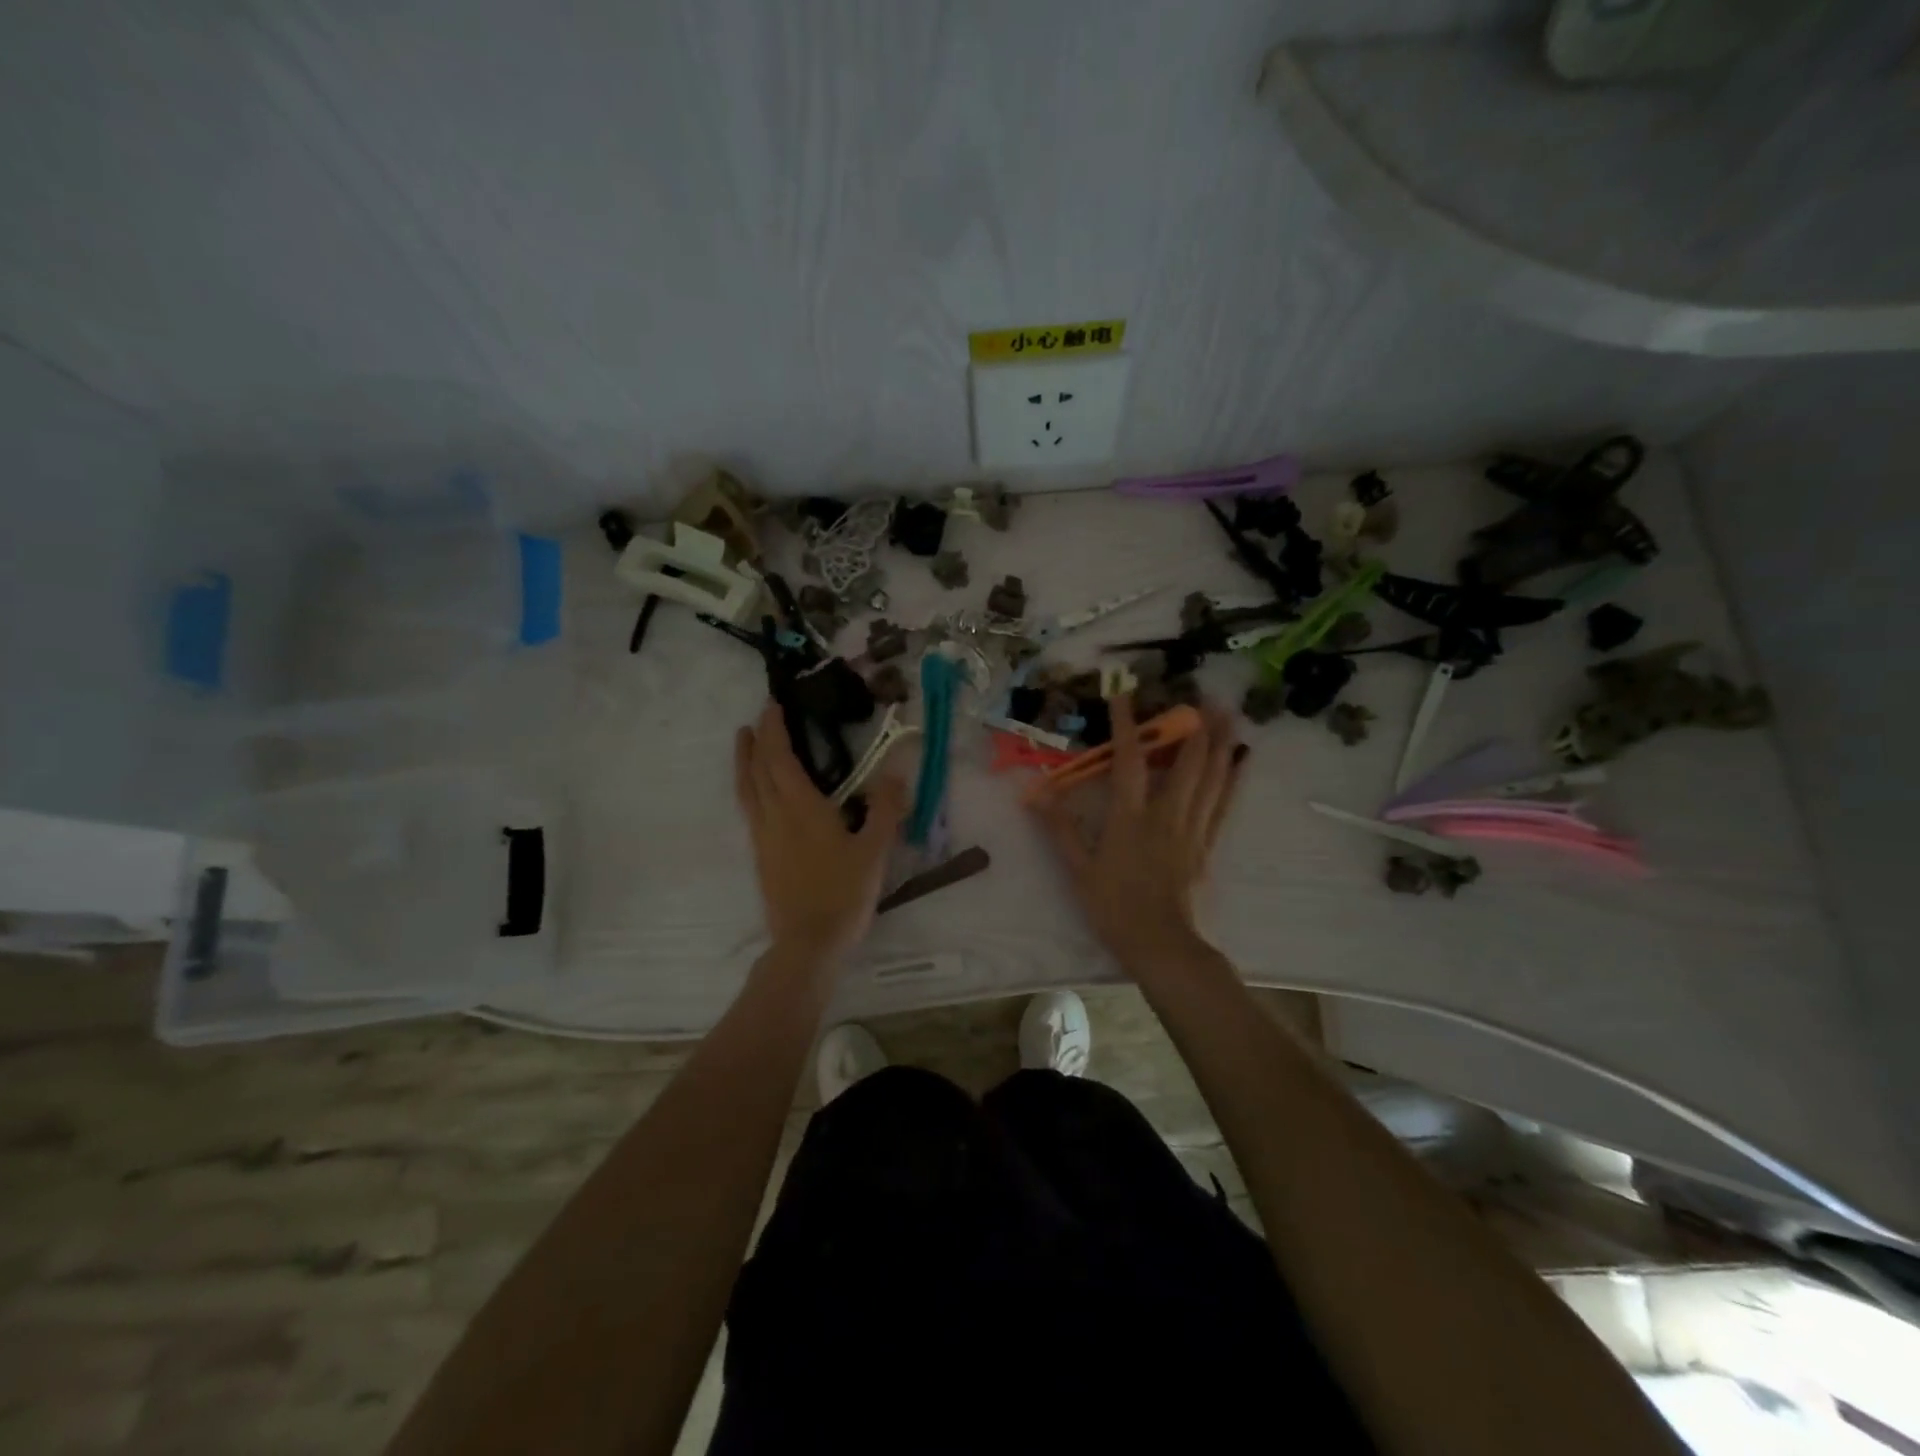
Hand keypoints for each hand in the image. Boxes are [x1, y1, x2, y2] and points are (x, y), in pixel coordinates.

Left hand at [734, 701, 908, 965]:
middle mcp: (774, 815)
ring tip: (743, 743)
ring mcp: (762, 836)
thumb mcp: (875, 850)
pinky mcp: (760, 855)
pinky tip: (757, 793)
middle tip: (759, 717)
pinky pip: (749, 809)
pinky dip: (748, 787)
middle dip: (756, 739)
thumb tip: (895, 772)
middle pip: (757, 769)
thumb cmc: (843, 893)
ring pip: (746, 789)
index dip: (774, 729)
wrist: (807, 942)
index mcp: (800, 807)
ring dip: (744, 761)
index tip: (773, 705)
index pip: (779, 758)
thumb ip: (886, 810)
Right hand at [1029, 696, 1245, 972]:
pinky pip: (1222, 804)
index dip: (1126, 724)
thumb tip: (1036, 794)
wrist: (1161, 945)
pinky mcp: (1206, 845)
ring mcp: (1192, 829)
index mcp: (1130, 818)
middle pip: (1186, 762)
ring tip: (1229, 715)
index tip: (1124, 692)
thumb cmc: (1114, 908)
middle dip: (1194, 726)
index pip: (1128, 760)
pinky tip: (1239, 760)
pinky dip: (1231, 779)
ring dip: (1220, 743)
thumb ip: (1060, 829)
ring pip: (1211, 778)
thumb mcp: (1078, 870)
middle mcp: (1166, 815)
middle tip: (1203, 696)